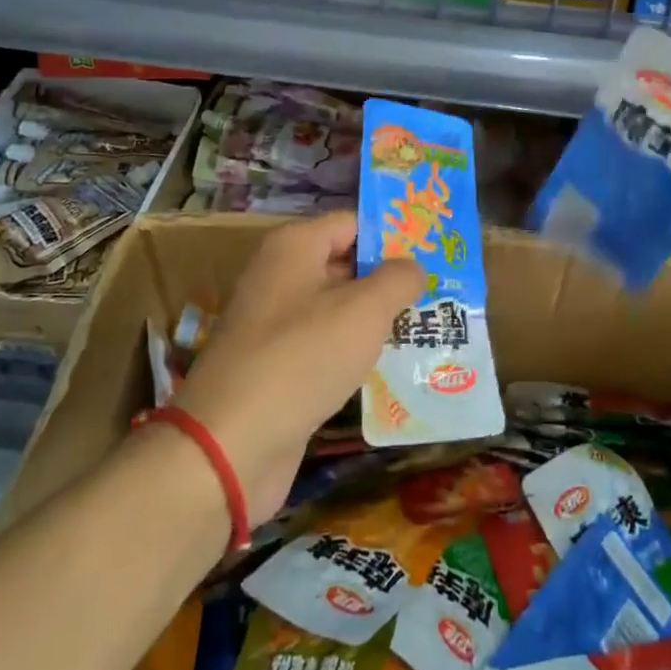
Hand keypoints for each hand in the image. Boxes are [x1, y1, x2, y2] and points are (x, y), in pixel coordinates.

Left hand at [170, 212, 424, 524]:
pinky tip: (392, 370)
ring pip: (337, 310)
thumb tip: (414, 267)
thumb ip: (398, 279)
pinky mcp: (275, 368)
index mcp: (294, 246)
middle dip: (389, 280)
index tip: (434, 254)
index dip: (393, 236)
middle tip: (439, 293)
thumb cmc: (303, 357)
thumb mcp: (365, 310)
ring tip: (428, 330)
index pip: (353, 224)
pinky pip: (324, 348)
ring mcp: (274, 325)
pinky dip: (354, 355)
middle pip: (346, 264)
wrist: (230, 445)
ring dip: (376, 321)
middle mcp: (280, 276)